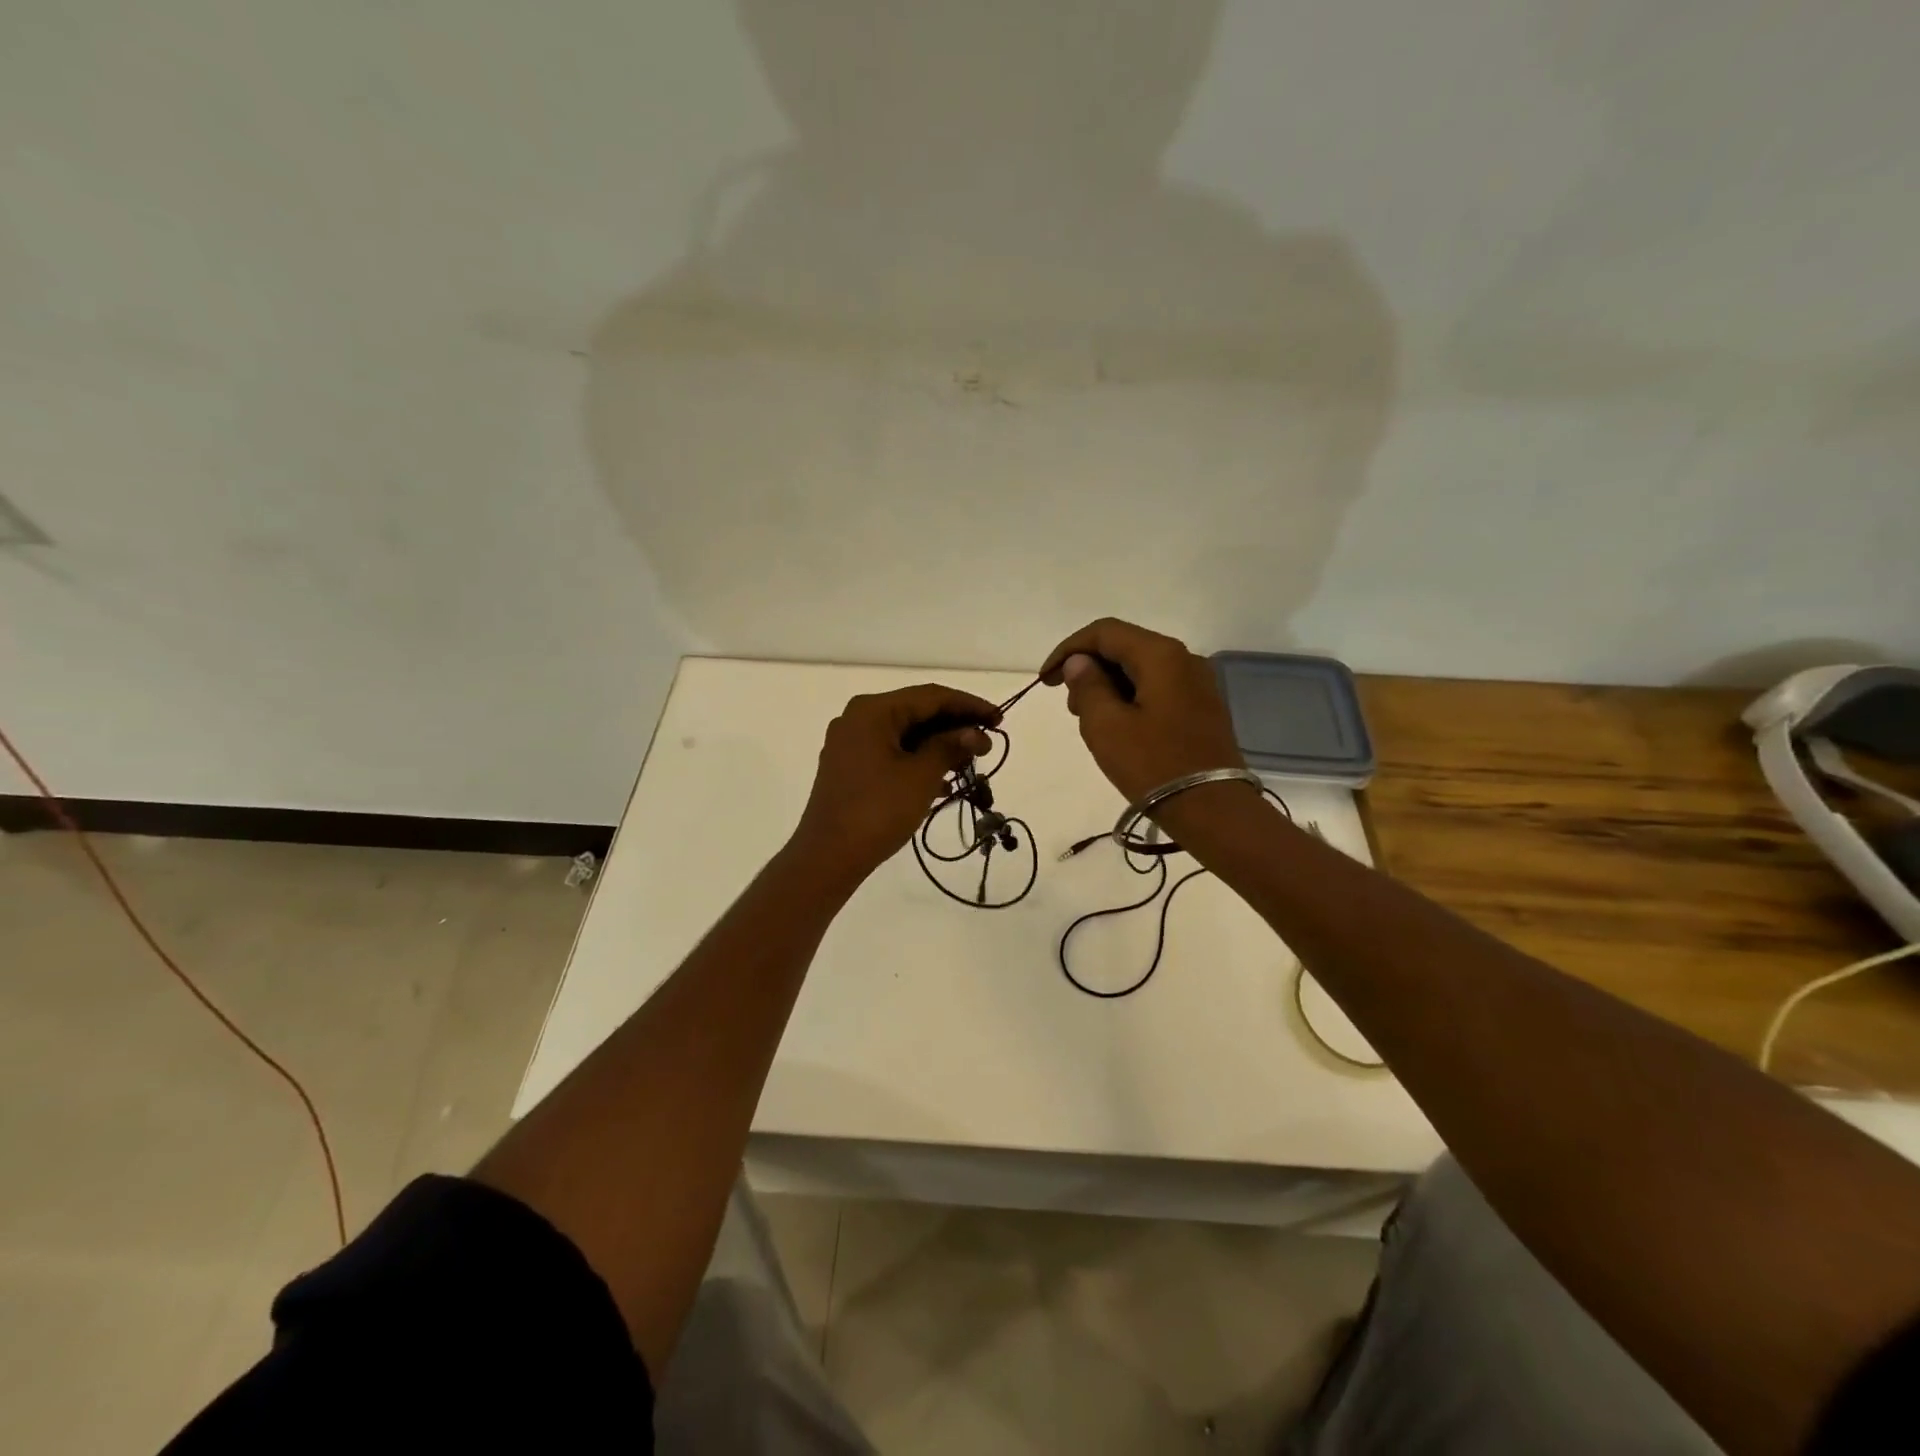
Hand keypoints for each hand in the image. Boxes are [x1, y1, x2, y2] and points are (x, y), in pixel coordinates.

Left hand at [791, 684, 998, 883]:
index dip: (969, 706)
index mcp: (873, 711)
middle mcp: (858, 719)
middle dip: (955, 727)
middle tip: (989, 744)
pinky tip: (943, 782)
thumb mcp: (921, 776)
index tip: (1000, 720)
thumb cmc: (877, 810)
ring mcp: (850, 744)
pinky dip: (918, 762)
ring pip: (905, 735)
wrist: (828, 857)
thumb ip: (951, 747)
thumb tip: (976, 733)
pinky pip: (891, 753)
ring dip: (939, 746)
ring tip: (971, 764)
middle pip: (917, 712)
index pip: (931, 696)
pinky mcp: (849, 768)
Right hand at [1039, 618, 1245, 803]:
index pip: (1104, 632)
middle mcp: (1184, 659)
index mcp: (1161, 655)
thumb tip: (1080, 663)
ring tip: (1090, 721)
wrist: (1212, 810)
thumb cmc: (1153, 765)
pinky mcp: (1202, 707)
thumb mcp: (1106, 726)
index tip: (1046, 679)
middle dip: (1090, 668)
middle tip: (1070, 706)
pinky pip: (1157, 688)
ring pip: (1141, 669)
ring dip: (1108, 685)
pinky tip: (1118, 727)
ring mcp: (1198, 683)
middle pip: (1125, 647)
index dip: (1068, 650)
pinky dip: (1130, 698)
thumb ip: (1087, 686)